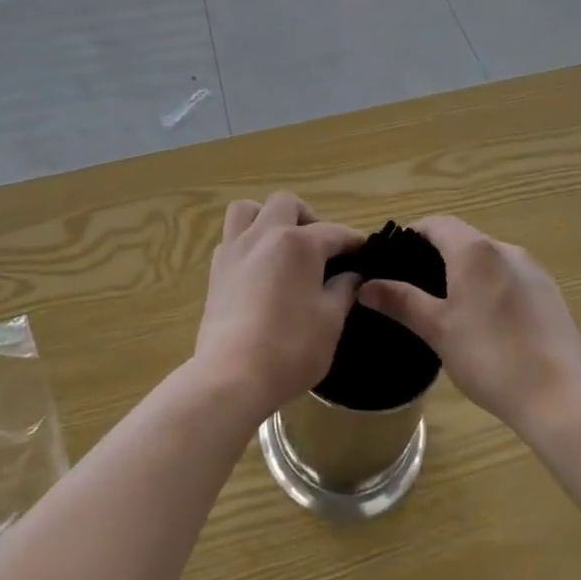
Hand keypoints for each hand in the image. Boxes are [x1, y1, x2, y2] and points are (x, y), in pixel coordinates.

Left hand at [194, 193, 361, 422]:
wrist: (231, 376)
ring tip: (281, 244)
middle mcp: (264, 234)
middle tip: (319, 247)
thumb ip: (342, 291)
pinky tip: (258, 268)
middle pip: (286, 204)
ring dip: (267, 217)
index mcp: (298, 243)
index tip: (364, 253)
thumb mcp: (330, 322)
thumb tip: (351, 276)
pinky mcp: (216, 269)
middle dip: (308, 217)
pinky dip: (247, 242)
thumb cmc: (290, 348)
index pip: (334, 232)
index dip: (353, 242)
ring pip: (248, 210)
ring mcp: (235, 249)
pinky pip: (231, 237)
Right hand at [357, 216, 580, 439]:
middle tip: (418, 288)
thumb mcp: (436, 329)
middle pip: (463, 238)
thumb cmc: (489, 357)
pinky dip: (493, 286)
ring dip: (467, 271)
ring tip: (452, 308)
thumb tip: (365, 286)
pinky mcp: (550, 293)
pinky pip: (511, 277)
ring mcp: (533, 270)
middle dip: (438, 255)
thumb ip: (400, 301)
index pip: (437, 224)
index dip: (413, 235)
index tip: (396, 259)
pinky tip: (490, 324)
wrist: (558, 398)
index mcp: (474, 251)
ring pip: (488, 258)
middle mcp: (505, 249)